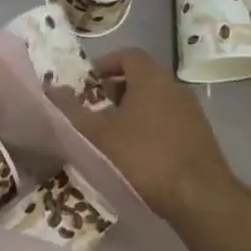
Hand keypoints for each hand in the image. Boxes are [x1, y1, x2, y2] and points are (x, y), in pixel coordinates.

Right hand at [53, 48, 235, 225]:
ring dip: (133, 109)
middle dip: (115, 89)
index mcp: (151, 79)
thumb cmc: (143, 157)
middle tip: (95, 109)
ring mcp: (191, 111)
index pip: (128, 55)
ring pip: (156, 99)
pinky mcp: (200, 135)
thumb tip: (50, 88)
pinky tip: (138, 153)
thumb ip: (70, 110)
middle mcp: (175, 87)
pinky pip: (169, 119)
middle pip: (142, 77)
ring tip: (113, 134)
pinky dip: (150, 126)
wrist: (199, 196)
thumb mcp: (97, 135)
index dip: (105, 64)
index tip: (87, 83)